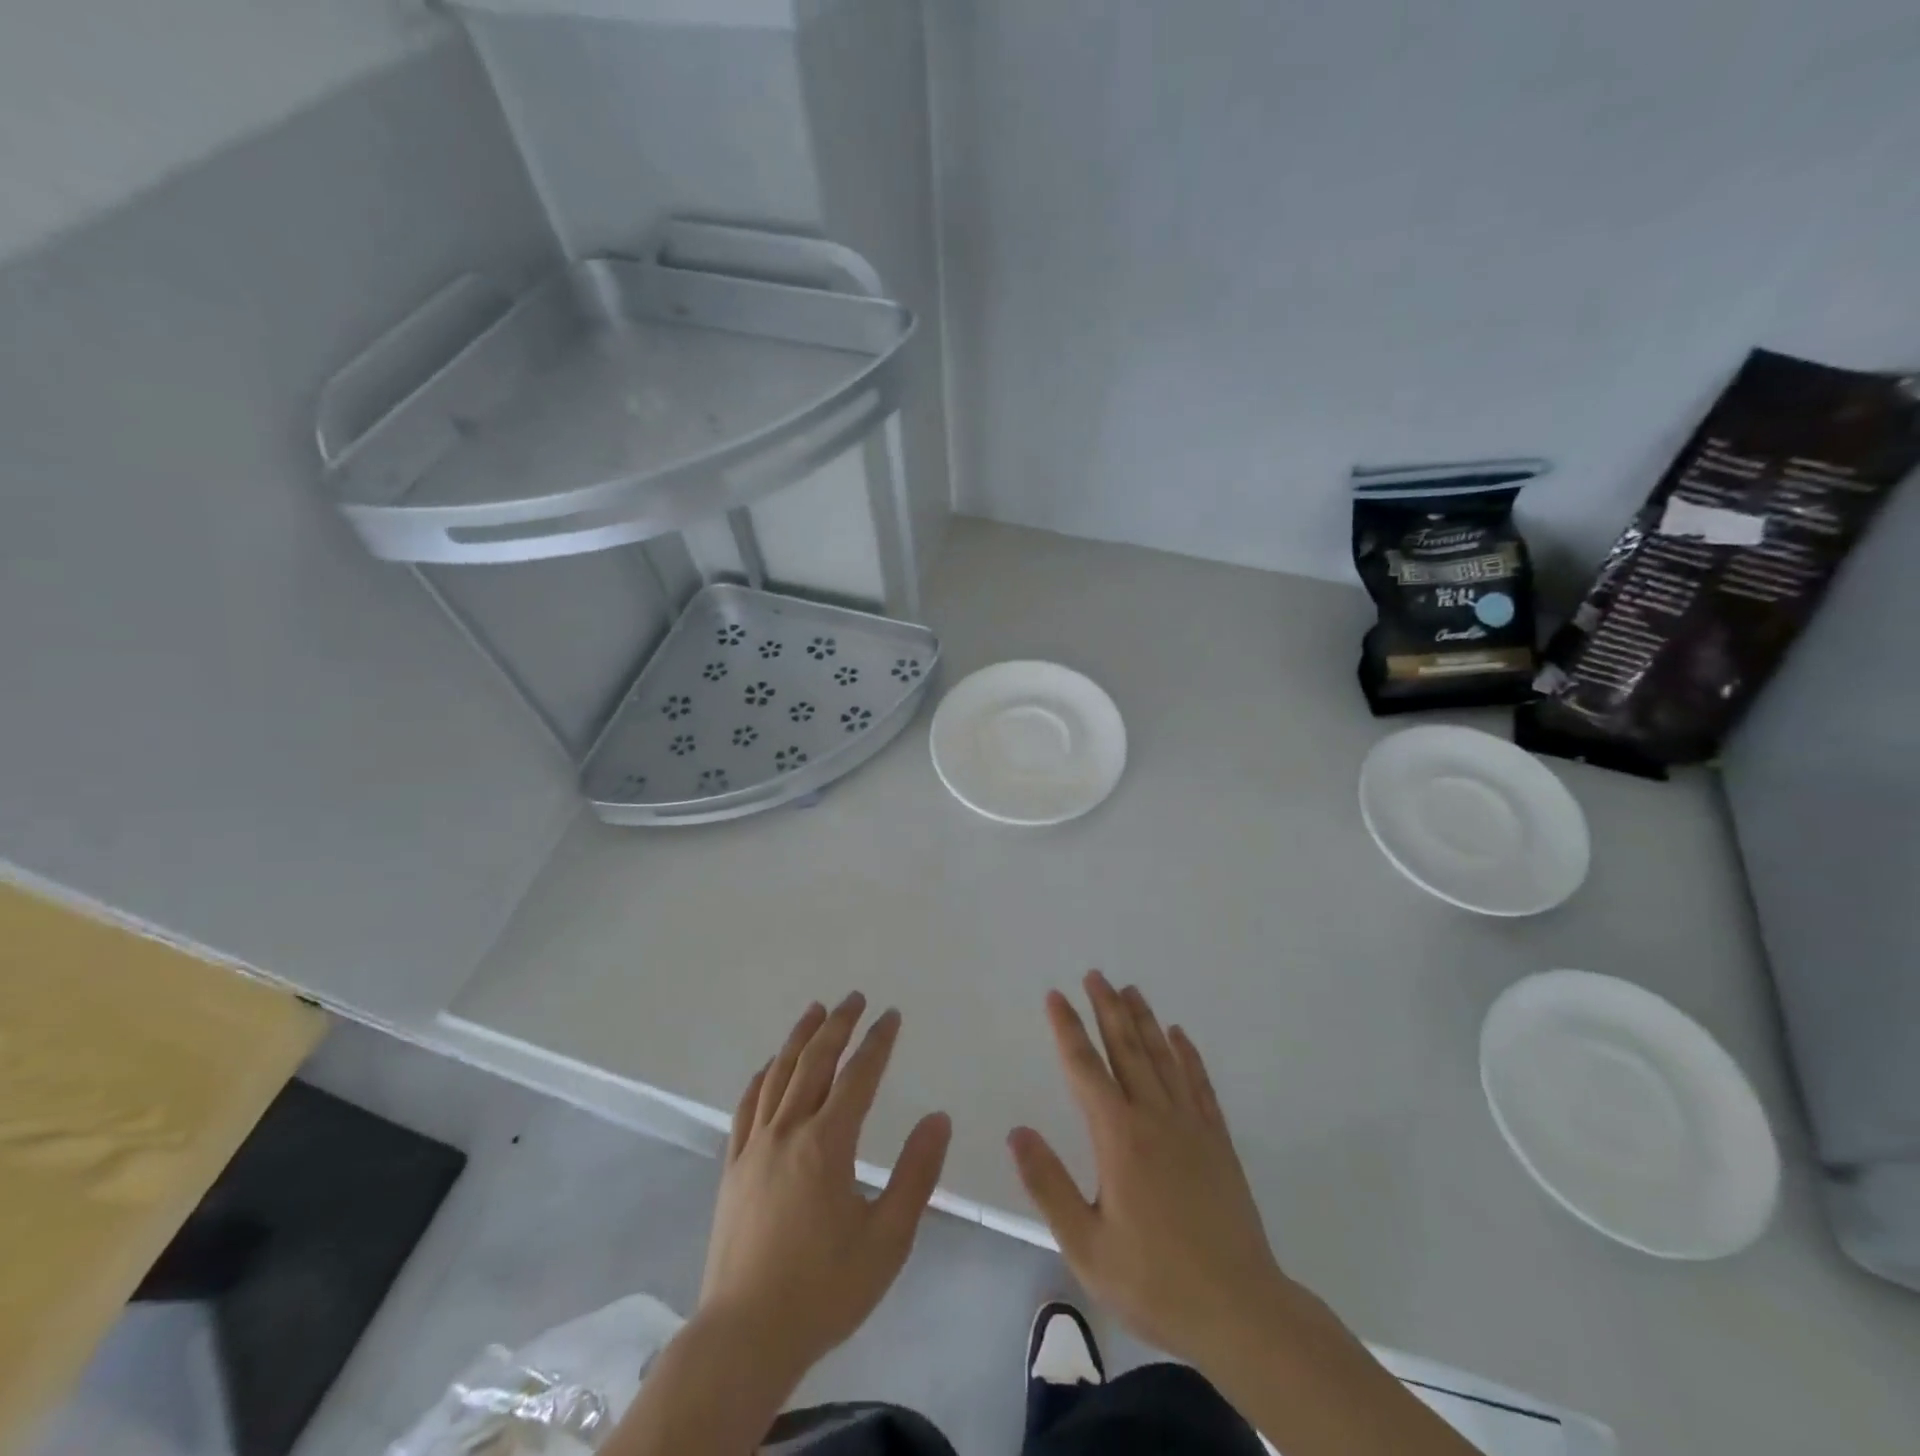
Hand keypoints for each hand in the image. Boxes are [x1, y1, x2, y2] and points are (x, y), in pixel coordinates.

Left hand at [699, 993, 951, 1384]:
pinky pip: (747, 1107)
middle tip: (854, 998)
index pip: (858, 1075)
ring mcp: (755, 1147)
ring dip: (799, 1038)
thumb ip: (916, 1175)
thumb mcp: (887, 1239)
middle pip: (815, 1062)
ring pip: (778, 1075)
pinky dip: (762, 1078)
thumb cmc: (824, 1290)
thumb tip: (939, 1118)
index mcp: (827, 1144)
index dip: (877, 1041)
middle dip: (838, 1025)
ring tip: (814, 1011)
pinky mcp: (733, 1168)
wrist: (744, 1338)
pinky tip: (768, 1067)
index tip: (891, 1015)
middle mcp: (788, 1131)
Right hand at [1007, 971, 1293, 1372]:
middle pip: (1127, 1049)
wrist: (1241, 1312)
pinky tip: (1180, 1036)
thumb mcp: (1086, 1246)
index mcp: (1119, 1137)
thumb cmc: (1155, 1282)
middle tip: (1095, 975)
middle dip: (1107, 1009)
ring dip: (1144, 1021)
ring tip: (1130, 990)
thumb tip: (1018, 1132)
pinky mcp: (1218, 1142)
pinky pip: (1199, 1085)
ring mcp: (1191, 1126)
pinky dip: (1188, 1056)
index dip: (1068, 1029)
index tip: (1056, 996)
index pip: (1085, 1068)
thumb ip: (1049, 1185)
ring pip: (1163, 1058)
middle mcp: (1154, 1118)